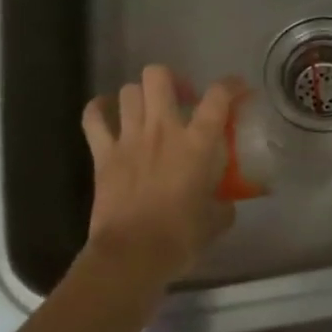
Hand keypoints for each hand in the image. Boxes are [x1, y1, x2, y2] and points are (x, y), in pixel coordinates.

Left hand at [81, 66, 237, 291]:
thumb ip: (223, 205)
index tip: (238, 90)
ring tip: (149, 112)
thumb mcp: (215, 222)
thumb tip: (225, 203)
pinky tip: (108, 113)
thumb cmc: (179, 239)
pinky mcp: (102, 154)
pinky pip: (93, 117)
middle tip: (182, 101)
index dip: (231, 85)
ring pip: (129, 91)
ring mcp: (129, 138)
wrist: (132, 255)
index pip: (218, 97)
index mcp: (197, 143)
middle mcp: (162, 130)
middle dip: (172, 81)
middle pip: (159, 76)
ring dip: (141, 96)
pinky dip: (99, 109)